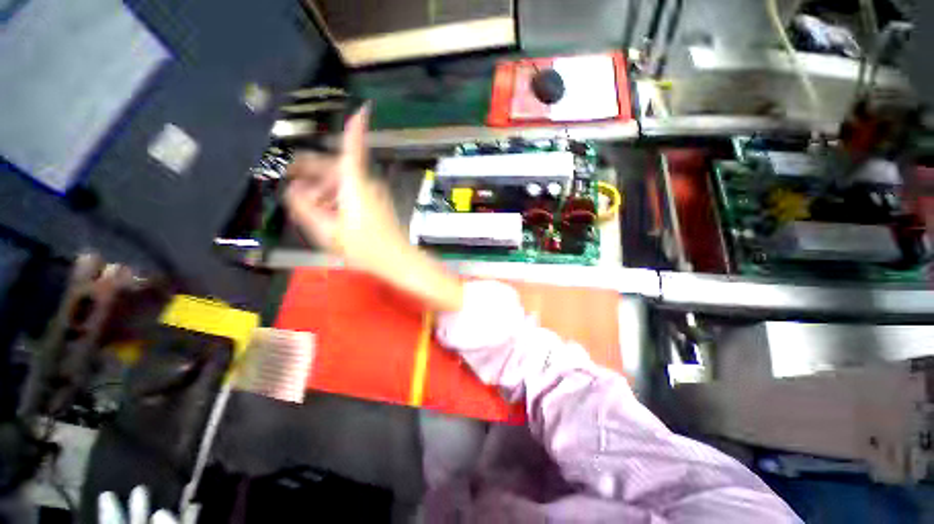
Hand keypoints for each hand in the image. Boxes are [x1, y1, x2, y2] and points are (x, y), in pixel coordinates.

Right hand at [285, 104, 406, 272]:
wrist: (398, 261)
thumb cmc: (365, 247)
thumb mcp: (328, 231)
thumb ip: (306, 208)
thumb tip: (293, 190)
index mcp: (355, 185)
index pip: (353, 150)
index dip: (356, 128)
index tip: (363, 108)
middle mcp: (368, 184)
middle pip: (337, 167)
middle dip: (313, 173)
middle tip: (292, 184)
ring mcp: (376, 194)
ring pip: (344, 181)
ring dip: (324, 188)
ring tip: (308, 206)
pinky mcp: (379, 204)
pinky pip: (354, 192)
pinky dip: (338, 196)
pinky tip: (327, 212)